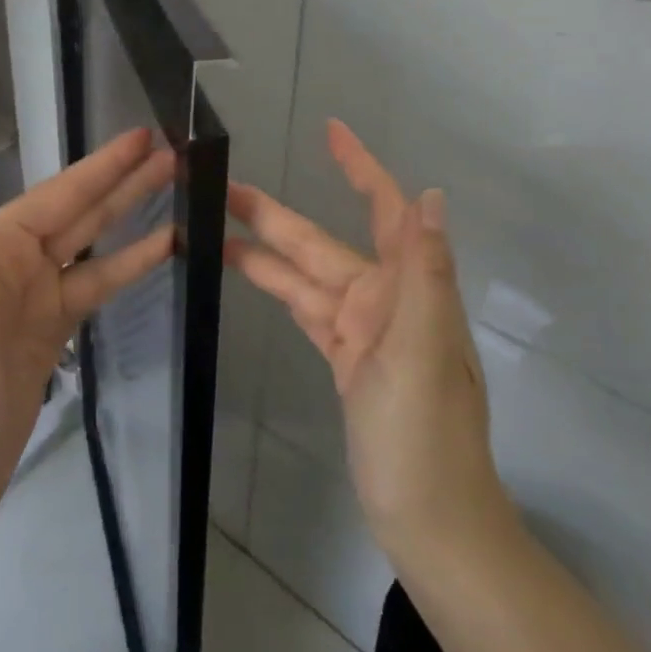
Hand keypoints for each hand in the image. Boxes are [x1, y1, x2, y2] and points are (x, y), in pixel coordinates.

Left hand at [0, 126, 174, 524]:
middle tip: (174, 151)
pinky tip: (166, 245)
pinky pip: (99, 283)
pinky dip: (130, 262)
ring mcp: (39, 294)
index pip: (58, 192)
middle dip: (124, 179)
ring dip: (132, 212)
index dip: (101, 164)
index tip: (142, 136)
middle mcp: (17, 259)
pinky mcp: (57, 328)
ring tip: (177, 185)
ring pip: (95, 240)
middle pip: (82, 209)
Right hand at [225, 120, 515, 557]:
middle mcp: (384, 299)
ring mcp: (362, 329)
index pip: (387, 210)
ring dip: (267, 250)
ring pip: (307, 275)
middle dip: (279, 214)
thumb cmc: (425, 434)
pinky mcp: (344, 357)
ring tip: (219, 225)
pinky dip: (278, 288)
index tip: (332, 132)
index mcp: (408, 289)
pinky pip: (305, 309)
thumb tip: (431, 197)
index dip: (361, 168)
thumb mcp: (422, 350)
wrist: (430, 519)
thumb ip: (424, 271)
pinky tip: (248, 271)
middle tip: (229, 187)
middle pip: (324, 242)